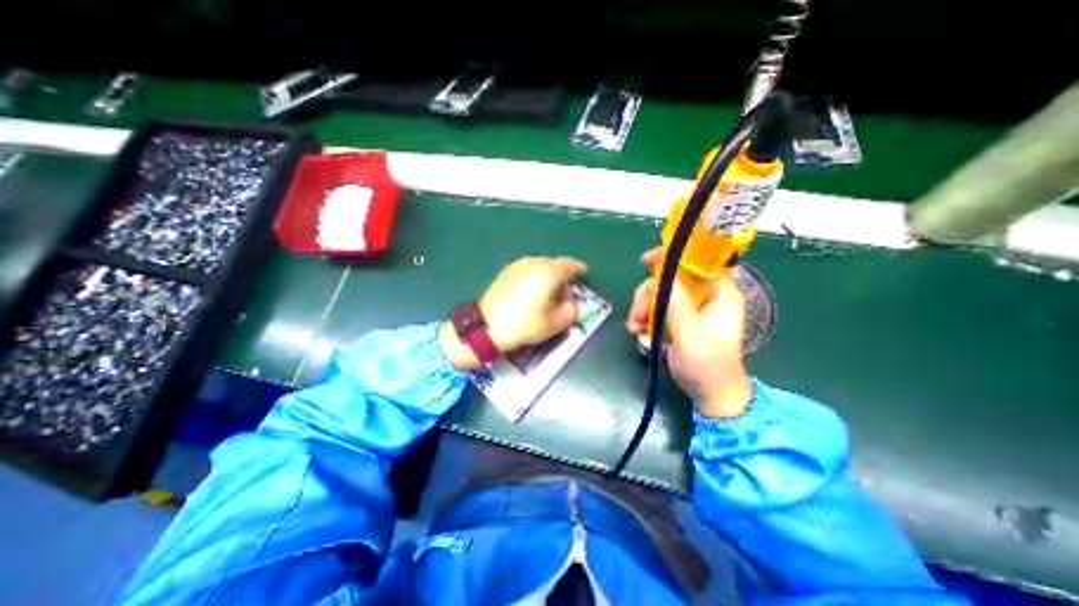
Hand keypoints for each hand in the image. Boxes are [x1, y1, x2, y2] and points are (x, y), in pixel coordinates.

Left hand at [440, 256, 587, 369]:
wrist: (487, 326)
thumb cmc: (525, 324)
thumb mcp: (555, 323)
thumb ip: (572, 311)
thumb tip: (573, 303)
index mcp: (547, 272)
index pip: (569, 265)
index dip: (578, 268)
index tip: (583, 272)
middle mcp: (533, 263)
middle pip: (554, 265)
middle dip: (562, 276)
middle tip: (564, 293)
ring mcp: (517, 266)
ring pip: (540, 266)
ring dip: (547, 276)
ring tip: (547, 295)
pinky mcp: (506, 272)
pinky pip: (527, 270)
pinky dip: (534, 277)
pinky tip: (531, 293)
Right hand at [629, 247, 751, 416]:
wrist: (710, 394)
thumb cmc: (707, 367)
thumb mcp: (691, 337)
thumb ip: (678, 307)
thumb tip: (665, 279)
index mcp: (719, 294)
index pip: (698, 262)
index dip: (673, 257)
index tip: (646, 261)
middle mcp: (705, 296)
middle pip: (671, 279)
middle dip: (649, 293)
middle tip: (637, 313)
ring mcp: (691, 307)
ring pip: (660, 293)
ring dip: (643, 307)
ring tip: (634, 327)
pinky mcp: (679, 318)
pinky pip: (657, 307)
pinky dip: (645, 317)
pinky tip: (638, 331)